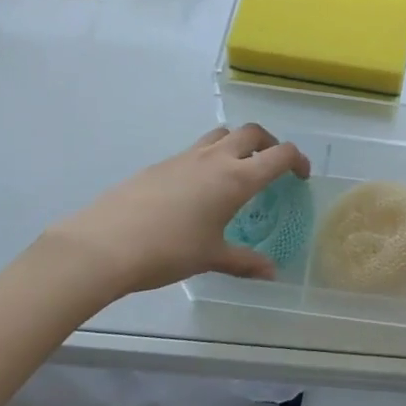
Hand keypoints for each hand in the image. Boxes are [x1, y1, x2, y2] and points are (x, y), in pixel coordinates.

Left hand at [43, 125, 309, 297]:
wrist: (105, 244)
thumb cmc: (168, 251)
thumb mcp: (211, 258)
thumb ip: (244, 262)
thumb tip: (271, 273)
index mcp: (236, 178)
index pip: (279, 154)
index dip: (297, 160)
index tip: (301, 175)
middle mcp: (215, 159)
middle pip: (252, 132)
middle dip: (269, 143)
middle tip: (272, 166)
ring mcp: (185, 157)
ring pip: (221, 134)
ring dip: (238, 144)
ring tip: (236, 171)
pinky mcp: (161, 164)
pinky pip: (195, 150)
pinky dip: (209, 158)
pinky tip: (198, 190)